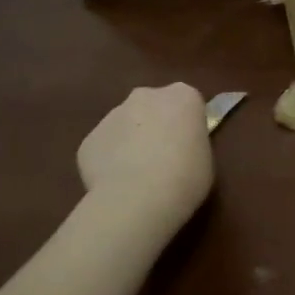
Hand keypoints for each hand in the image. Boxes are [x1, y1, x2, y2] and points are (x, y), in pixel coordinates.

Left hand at [77, 83, 214, 234]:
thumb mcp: (205, 158)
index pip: (187, 102)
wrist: (138, 199)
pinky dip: (109, 162)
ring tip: (137, 178)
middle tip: (163, 158)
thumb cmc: (186, 177)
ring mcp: (113, 115)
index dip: (187, 124)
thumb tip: (177, 146)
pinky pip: (104, 149)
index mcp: (182, 96)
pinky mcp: (89, 140)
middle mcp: (146, 96)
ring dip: (130, 143)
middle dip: (156, 125)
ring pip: (125, 125)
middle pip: (153, 106)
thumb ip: (190, 142)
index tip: (188, 144)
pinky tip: (117, 186)